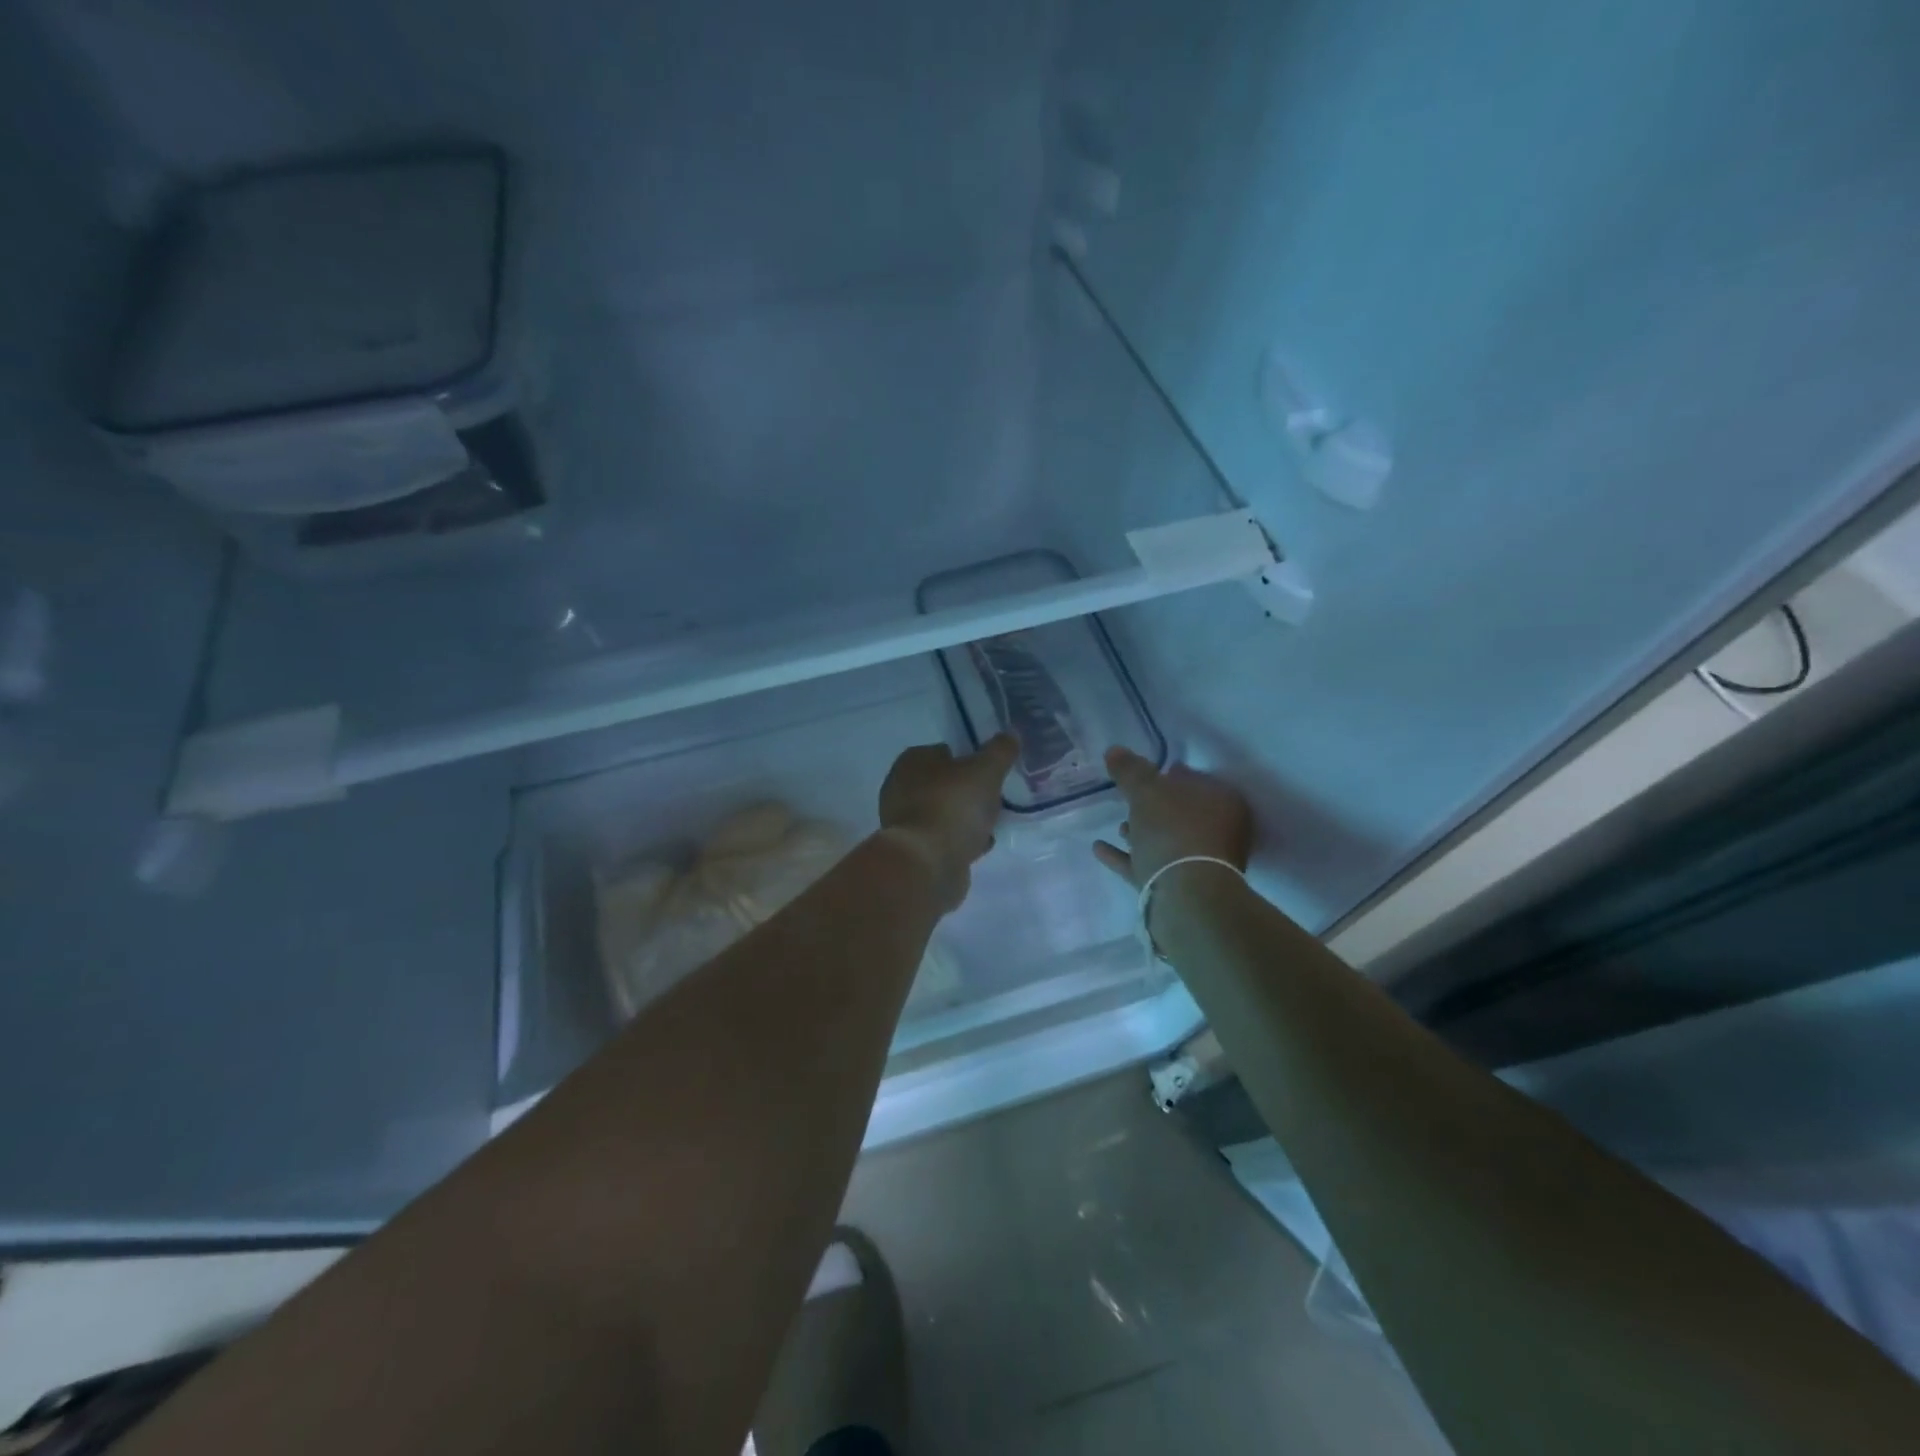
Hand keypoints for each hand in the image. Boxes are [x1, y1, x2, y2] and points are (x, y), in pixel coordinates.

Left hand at [877, 734, 1018, 910]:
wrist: (928, 863)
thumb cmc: (953, 805)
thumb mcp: (986, 771)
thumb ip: (1000, 751)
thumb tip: (1011, 734)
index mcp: (911, 762)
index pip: (940, 751)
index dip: (965, 757)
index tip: (987, 768)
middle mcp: (900, 789)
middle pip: (941, 783)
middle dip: (965, 789)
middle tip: (992, 795)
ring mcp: (905, 823)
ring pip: (942, 812)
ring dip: (964, 816)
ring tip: (991, 820)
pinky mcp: (915, 851)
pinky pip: (943, 838)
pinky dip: (960, 839)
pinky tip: (981, 844)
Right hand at [1093, 746, 1253, 888]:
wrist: (1185, 897)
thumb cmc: (1173, 831)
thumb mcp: (1146, 791)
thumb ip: (1130, 770)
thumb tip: (1114, 750)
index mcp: (1222, 802)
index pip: (1194, 779)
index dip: (1169, 773)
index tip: (1143, 772)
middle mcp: (1219, 832)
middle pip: (1181, 813)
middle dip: (1153, 807)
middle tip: (1128, 798)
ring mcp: (1200, 864)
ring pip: (1167, 841)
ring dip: (1142, 833)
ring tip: (1117, 826)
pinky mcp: (1180, 889)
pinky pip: (1149, 865)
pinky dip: (1126, 857)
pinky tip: (1099, 848)